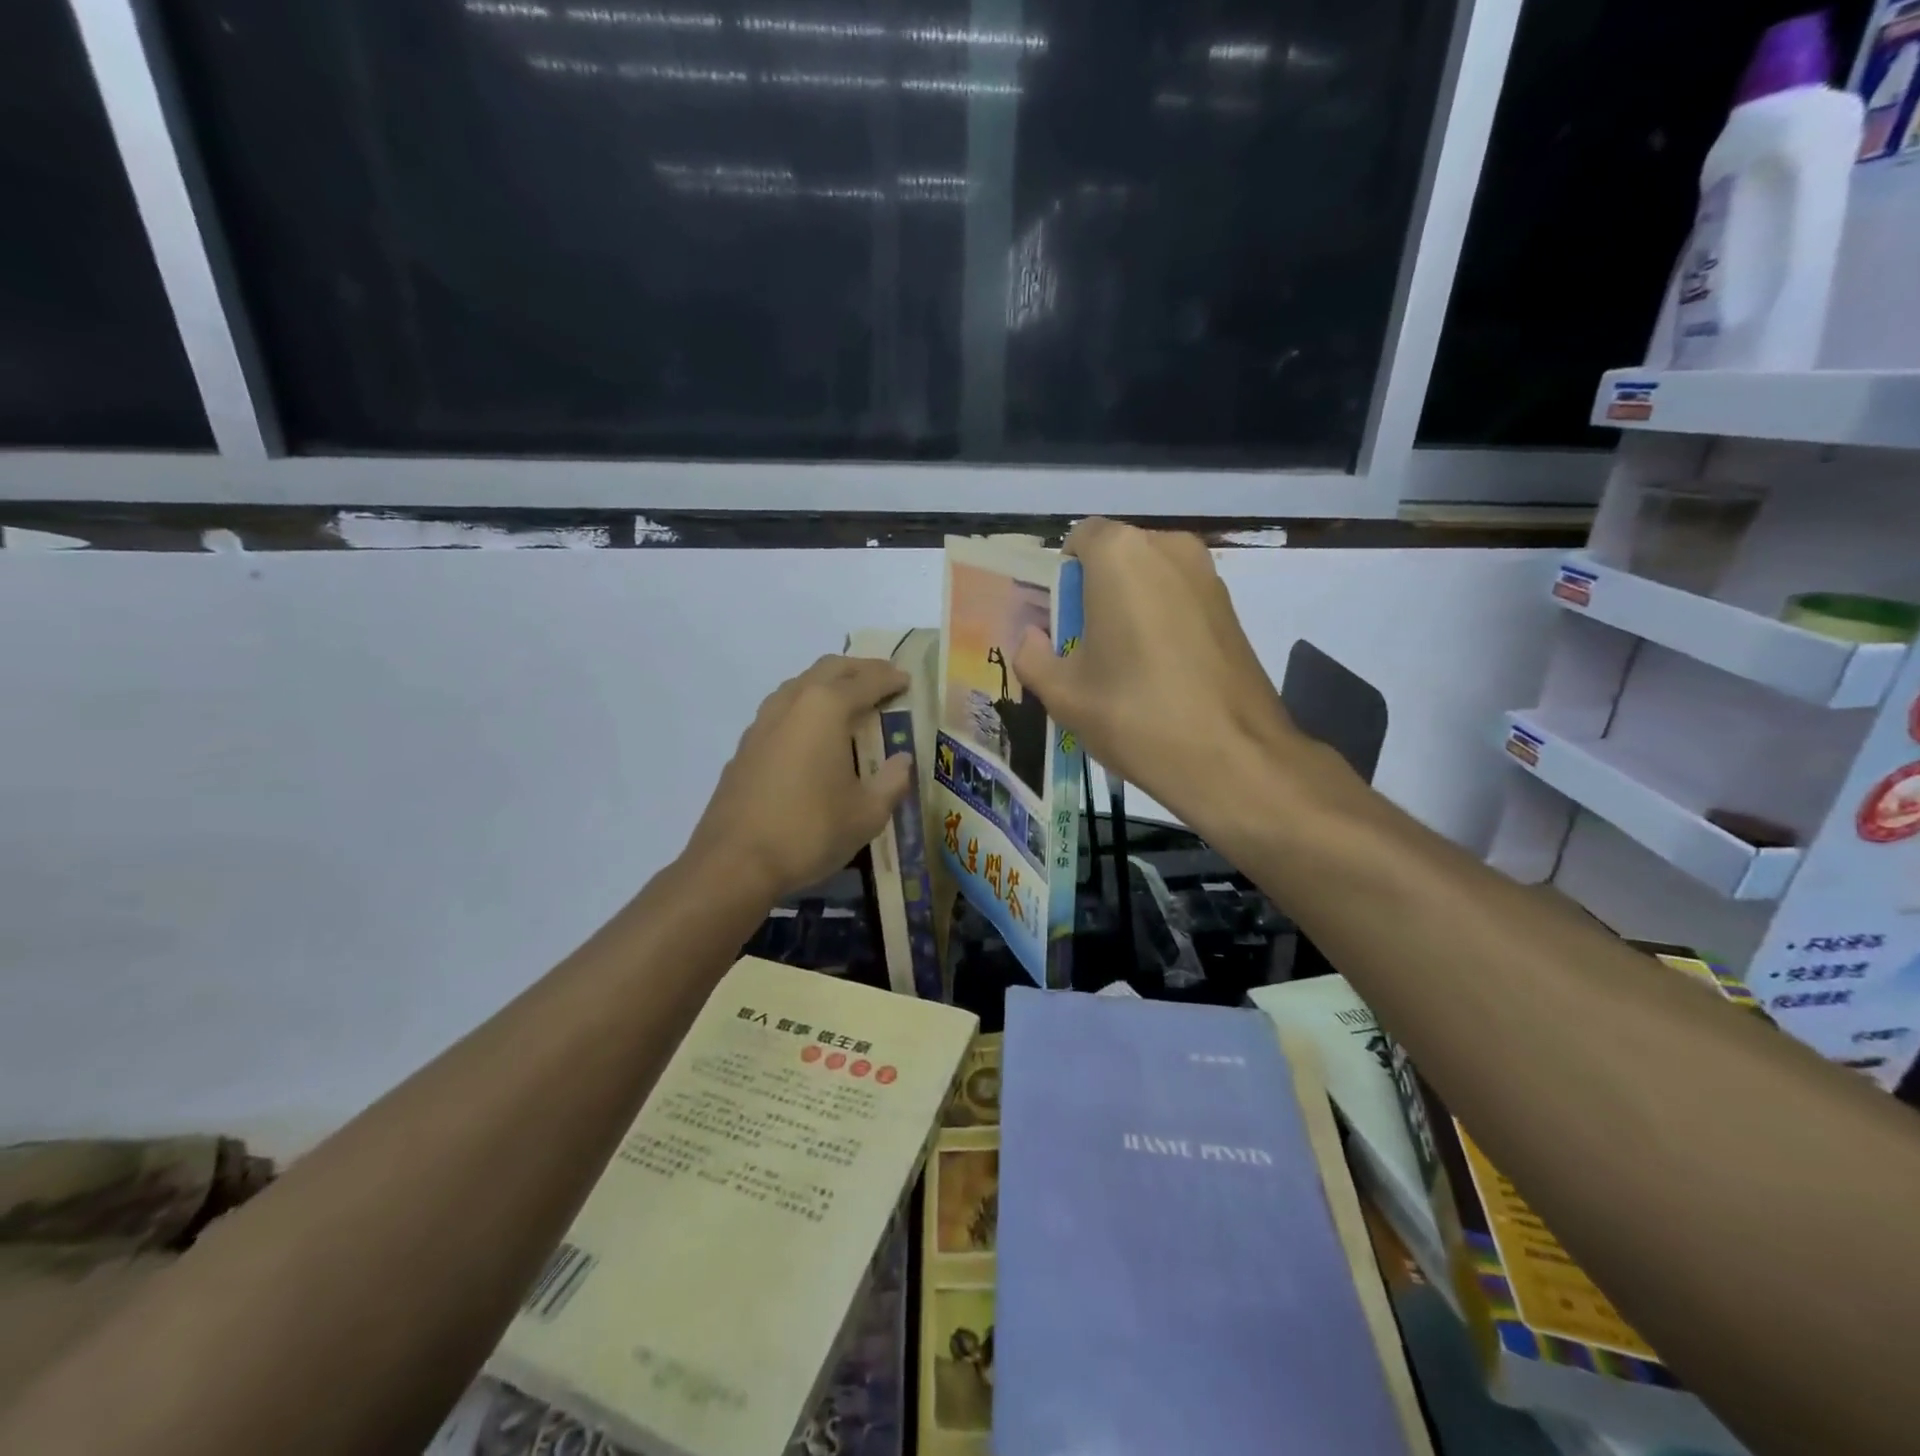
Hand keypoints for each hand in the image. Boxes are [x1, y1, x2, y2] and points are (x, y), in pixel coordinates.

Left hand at [684, 655, 914, 901]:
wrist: (734, 863)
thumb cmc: (810, 831)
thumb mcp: (867, 813)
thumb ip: (892, 781)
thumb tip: (903, 760)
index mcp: (826, 709)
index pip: (866, 680)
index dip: (891, 678)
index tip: (908, 680)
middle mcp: (792, 703)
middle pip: (829, 669)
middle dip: (859, 669)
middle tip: (883, 681)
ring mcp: (762, 722)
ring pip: (799, 684)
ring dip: (828, 684)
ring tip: (849, 702)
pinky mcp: (746, 746)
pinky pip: (782, 709)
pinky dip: (805, 707)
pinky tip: (813, 735)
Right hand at [1011, 519, 1345, 836]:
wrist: (1233, 758)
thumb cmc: (1136, 715)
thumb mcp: (1063, 694)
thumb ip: (1033, 656)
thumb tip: (1032, 639)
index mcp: (1121, 555)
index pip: (1078, 539)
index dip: (1062, 579)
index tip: (1060, 623)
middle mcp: (1168, 548)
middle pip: (1116, 557)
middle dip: (1096, 592)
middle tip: (1085, 648)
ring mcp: (1208, 576)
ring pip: (1150, 579)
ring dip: (1129, 607)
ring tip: (1123, 665)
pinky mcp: (1231, 608)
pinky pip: (1179, 599)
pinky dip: (1161, 621)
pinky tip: (1160, 673)